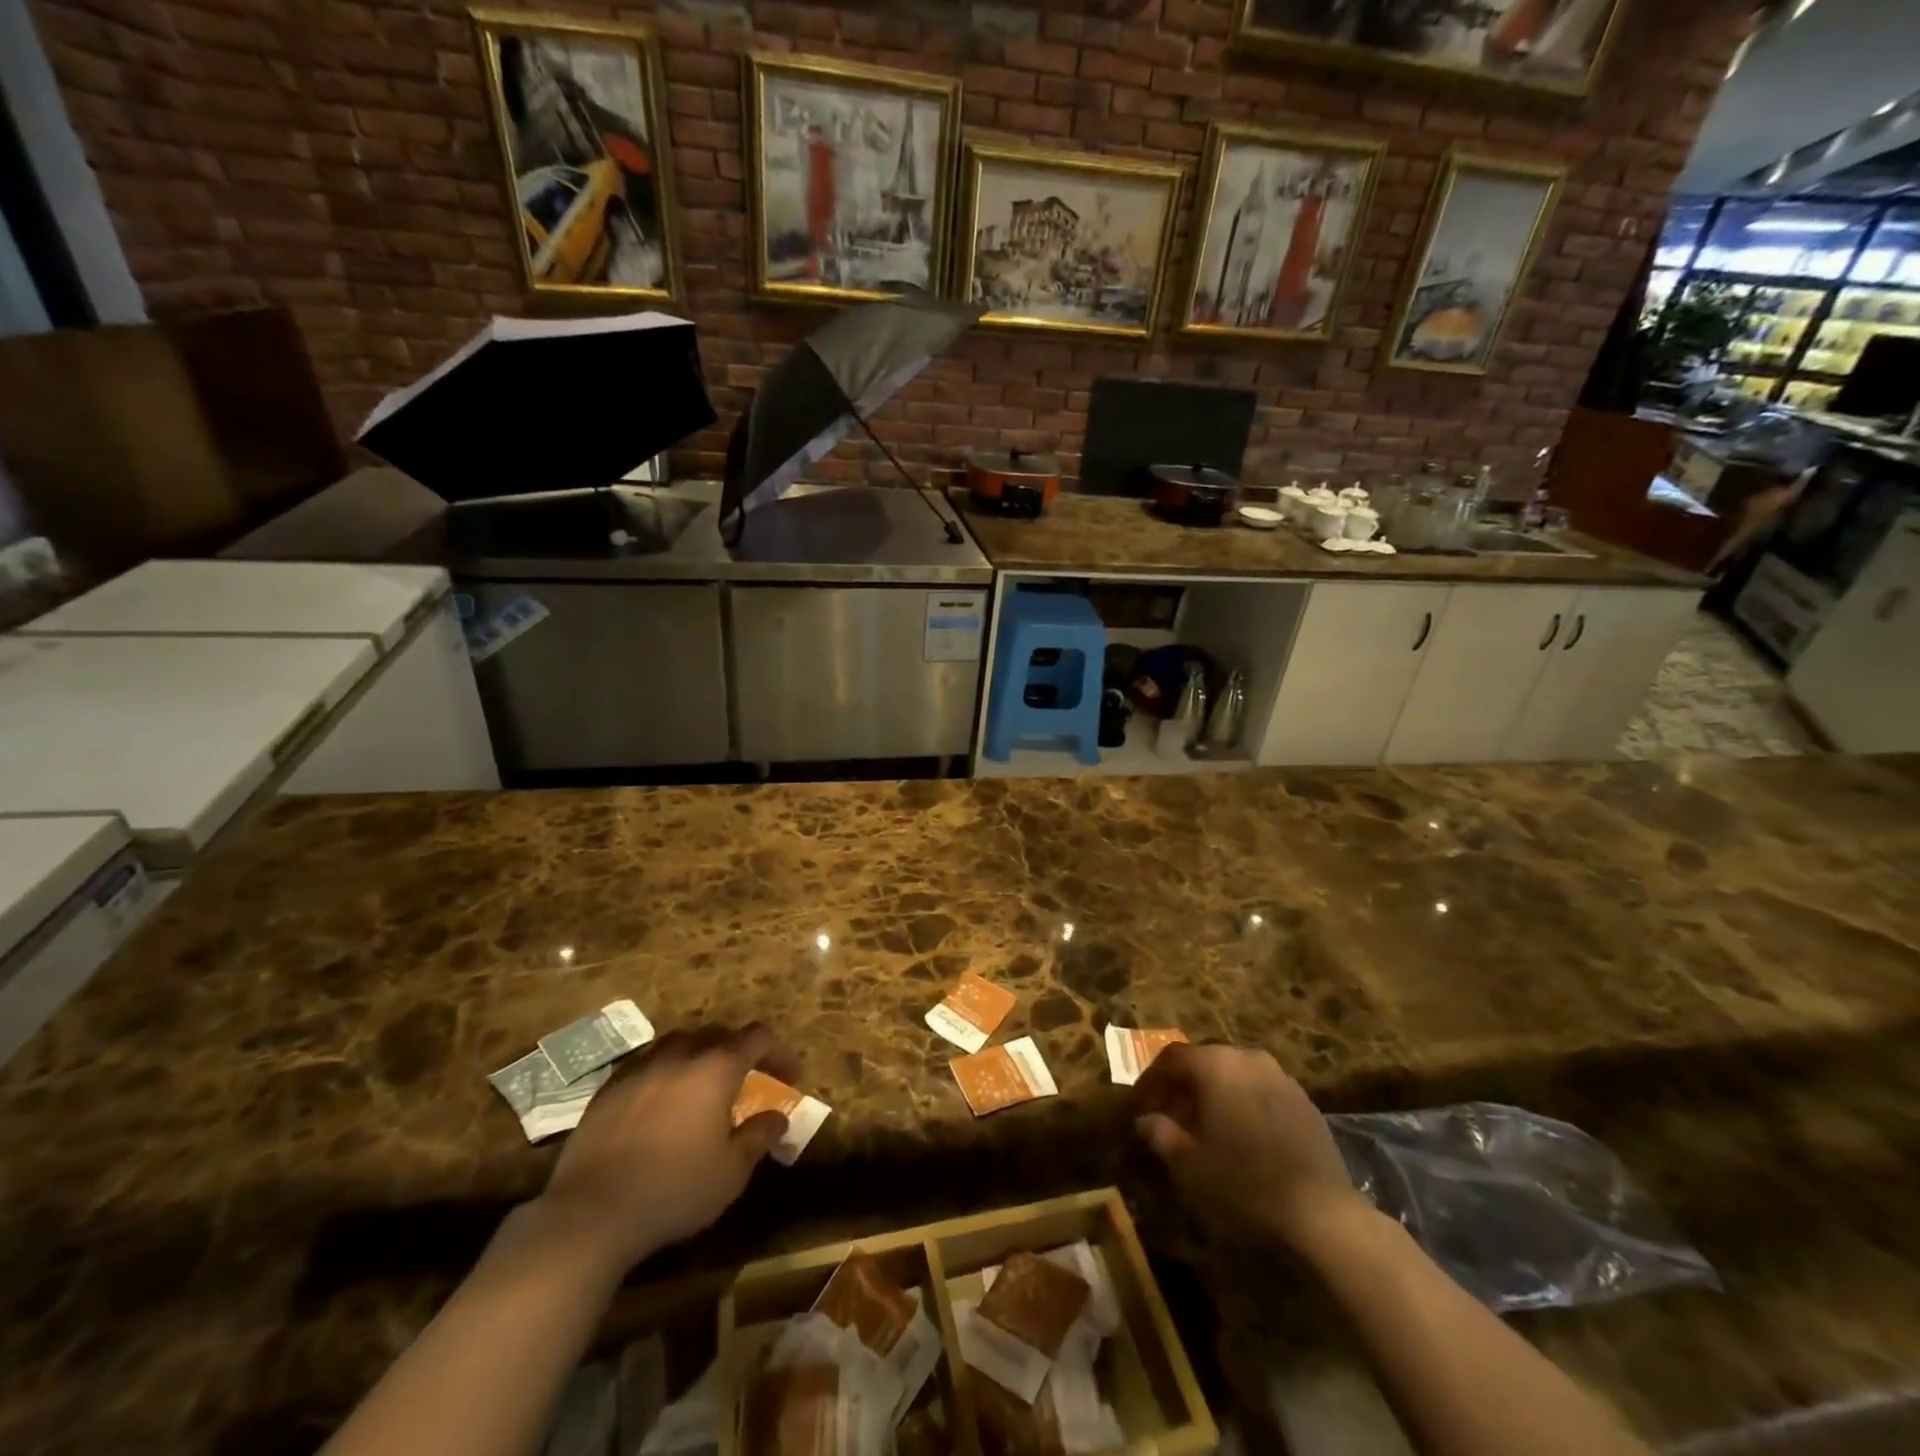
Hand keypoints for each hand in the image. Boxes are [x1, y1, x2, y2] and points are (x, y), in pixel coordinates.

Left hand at [533, 1024, 798, 1271]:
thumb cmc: (674, 1190)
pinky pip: (646, 1064)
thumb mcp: (731, 1172)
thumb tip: (779, 1116)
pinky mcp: (608, 1087)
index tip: (788, 1077)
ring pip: (679, 1043)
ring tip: (702, 1086)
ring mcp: (640, 1067)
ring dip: (699, 1057)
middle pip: (718, 1034)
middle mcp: (680, 1054)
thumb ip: (759, 1136)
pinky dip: (664, 1073)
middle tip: (746, 1080)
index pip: (758, 1037)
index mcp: (716, 1067)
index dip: (778, 1052)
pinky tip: (660, 1104)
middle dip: (738, 1051)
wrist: (590, 1214)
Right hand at [1134, 1043, 1364, 1249]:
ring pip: (1235, 1077)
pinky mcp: (1305, 1102)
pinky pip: (1261, 1093)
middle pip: (1205, 1063)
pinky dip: (1243, 1106)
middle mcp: (1248, 1058)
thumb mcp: (1188, 1165)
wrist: (1322, 1214)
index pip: (1172, 1059)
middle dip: (1183, 1088)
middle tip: (1170, 1119)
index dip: (1152, 1081)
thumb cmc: (1243, 1182)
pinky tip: (1242, 1140)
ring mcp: (1281, 1078)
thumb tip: (1146, 1120)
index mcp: (1216, 1064)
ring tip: (1205, 1130)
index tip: (1141, 1107)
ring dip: (1215, 1097)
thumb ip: (1160, 1134)